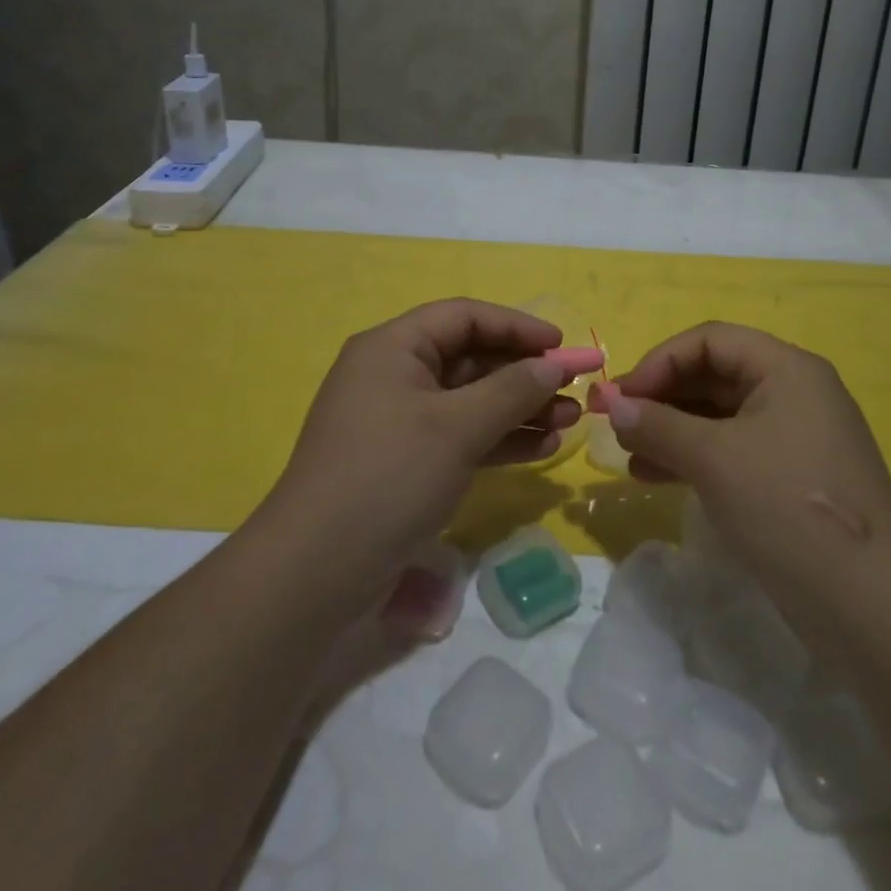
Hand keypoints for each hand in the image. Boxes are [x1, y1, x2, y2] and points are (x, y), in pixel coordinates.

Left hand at [262, 299, 602, 607]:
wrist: (315, 573)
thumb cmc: (388, 476)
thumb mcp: (456, 427)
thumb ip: (512, 390)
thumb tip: (555, 363)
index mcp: (393, 347)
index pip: (464, 317)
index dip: (515, 325)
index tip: (561, 344)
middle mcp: (394, 375)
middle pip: (470, 358)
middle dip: (524, 374)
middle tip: (574, 390)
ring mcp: (399, 422)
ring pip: (470, 401)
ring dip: (519, 409)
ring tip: (570, 423)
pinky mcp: (405, 462)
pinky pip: (461, 436)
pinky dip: (498, 439)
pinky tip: (542, 450)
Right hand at [594, 323, 890, 605]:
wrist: (873, 608)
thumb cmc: (788, 508)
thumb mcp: (714, 460)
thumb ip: (658, 426)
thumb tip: (612, 405)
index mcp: (786, 369)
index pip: (710, 340)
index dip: (660, 361)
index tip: (622, 397)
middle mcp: (794, 392)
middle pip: (715, 375)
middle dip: (662, 397)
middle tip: (618, 424)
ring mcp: (796, 438)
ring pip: (720, 417)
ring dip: (672, 430)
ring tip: (629, 456)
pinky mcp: (792, 479)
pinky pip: (733, 451)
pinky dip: (695, 458)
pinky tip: (656, 477)